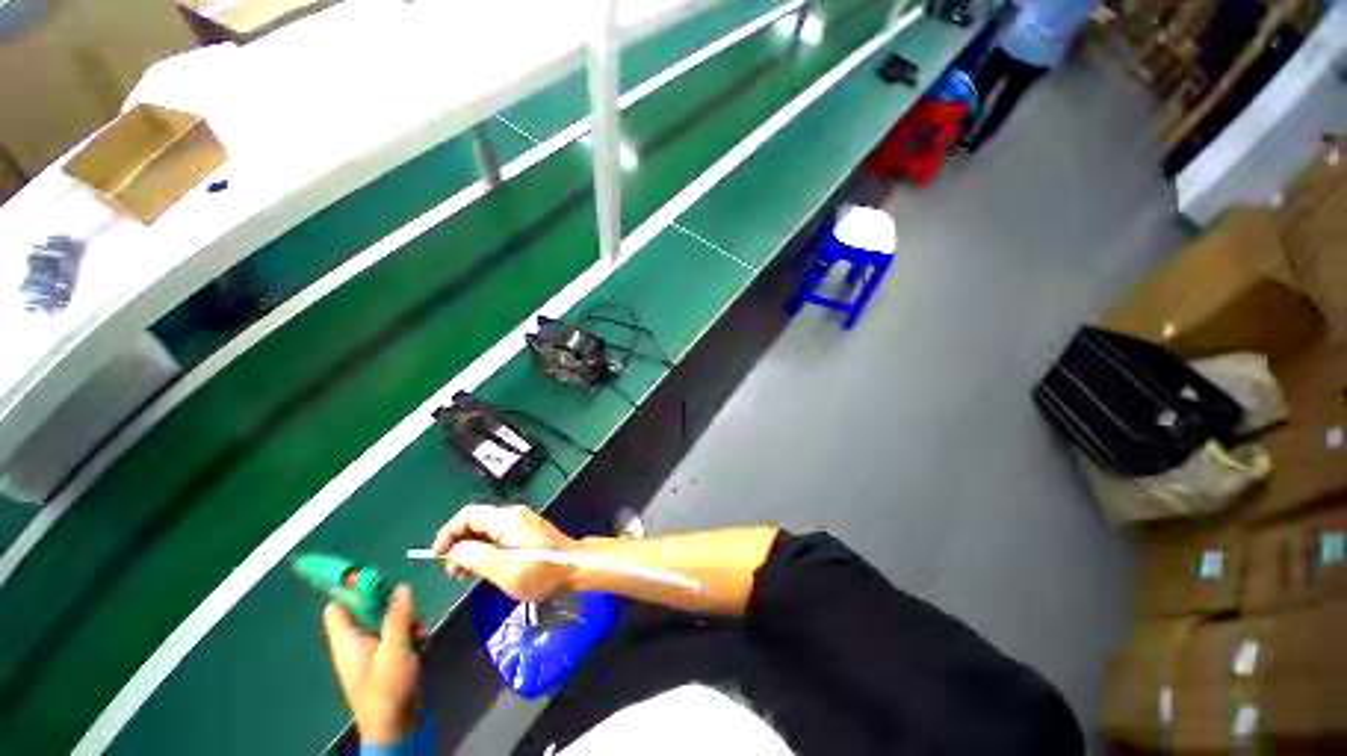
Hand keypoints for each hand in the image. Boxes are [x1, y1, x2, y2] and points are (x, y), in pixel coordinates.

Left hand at [323, 585, 423, 744]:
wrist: (397, 728)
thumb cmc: (388, 690)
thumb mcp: (396, 649)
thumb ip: (398, 616)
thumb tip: (401, 587)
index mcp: (347, 640)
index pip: (338, 606)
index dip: (352, 589)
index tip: (377, 578)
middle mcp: (355, 643)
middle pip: (369, 609)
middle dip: (393, 606)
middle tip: (411, 612)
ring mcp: (371, 652)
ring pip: (388, 621)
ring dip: (408, 622)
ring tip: (421, 635)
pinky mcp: (386, 659)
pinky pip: (397, 635)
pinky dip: (411, 635)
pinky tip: (422, 645)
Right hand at [431, 504, 576, 600]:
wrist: (573, 567)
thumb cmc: (540, 571)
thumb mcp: (502, 569)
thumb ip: (474, 557)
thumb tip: (453, 550)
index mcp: (506, 519)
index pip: (467, 514)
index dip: (448, 533)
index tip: (437, 556)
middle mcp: (512, 515)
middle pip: (475, 521)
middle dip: (458, 543)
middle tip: (453, 572)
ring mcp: (520, 522)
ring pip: (485, 530)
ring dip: (470, 549)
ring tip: (465, 574)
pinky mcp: (525, 531)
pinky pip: (496, 535)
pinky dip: (484, 549)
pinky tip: (483, 568)